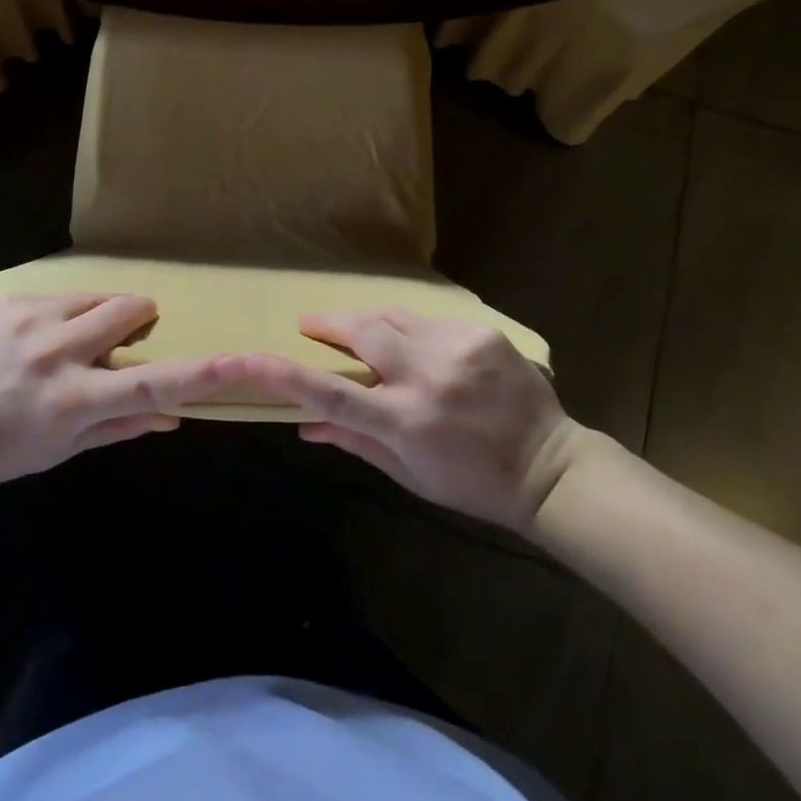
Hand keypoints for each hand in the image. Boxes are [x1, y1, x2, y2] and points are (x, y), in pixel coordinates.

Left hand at [0, 293, 238, 492]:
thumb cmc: (6, 449)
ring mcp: (31, 319)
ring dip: (101, 315)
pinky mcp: (12, 300)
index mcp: (74, 401)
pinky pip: (63, 295)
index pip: (150, 384)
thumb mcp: (65, 448)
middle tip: (122, 341)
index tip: (238, 360)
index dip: (198, 373)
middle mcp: (57, 352)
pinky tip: (38, 339)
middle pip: (129, 310)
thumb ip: (122, 426)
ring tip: (72, 342)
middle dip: (139, 319)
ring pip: (98, 297)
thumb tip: (174, 415)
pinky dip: (67, 313)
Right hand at [238, 308, 582, 532]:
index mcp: (406, 423)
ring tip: (360, 334)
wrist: (550, 467)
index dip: (286, 374)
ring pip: (392, 317)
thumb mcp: (409, 474)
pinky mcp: (480, 333)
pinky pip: (428, 321)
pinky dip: (412, 331)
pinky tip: (419, 349)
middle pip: (361, 332)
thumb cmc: (472, 483)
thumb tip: (303, 424)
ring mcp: (457, 348)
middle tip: (311, 326)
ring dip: (369, 323)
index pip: (332, 394)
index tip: (251, 357)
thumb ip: (355, 442)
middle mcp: (427, 378)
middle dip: (329, 324)